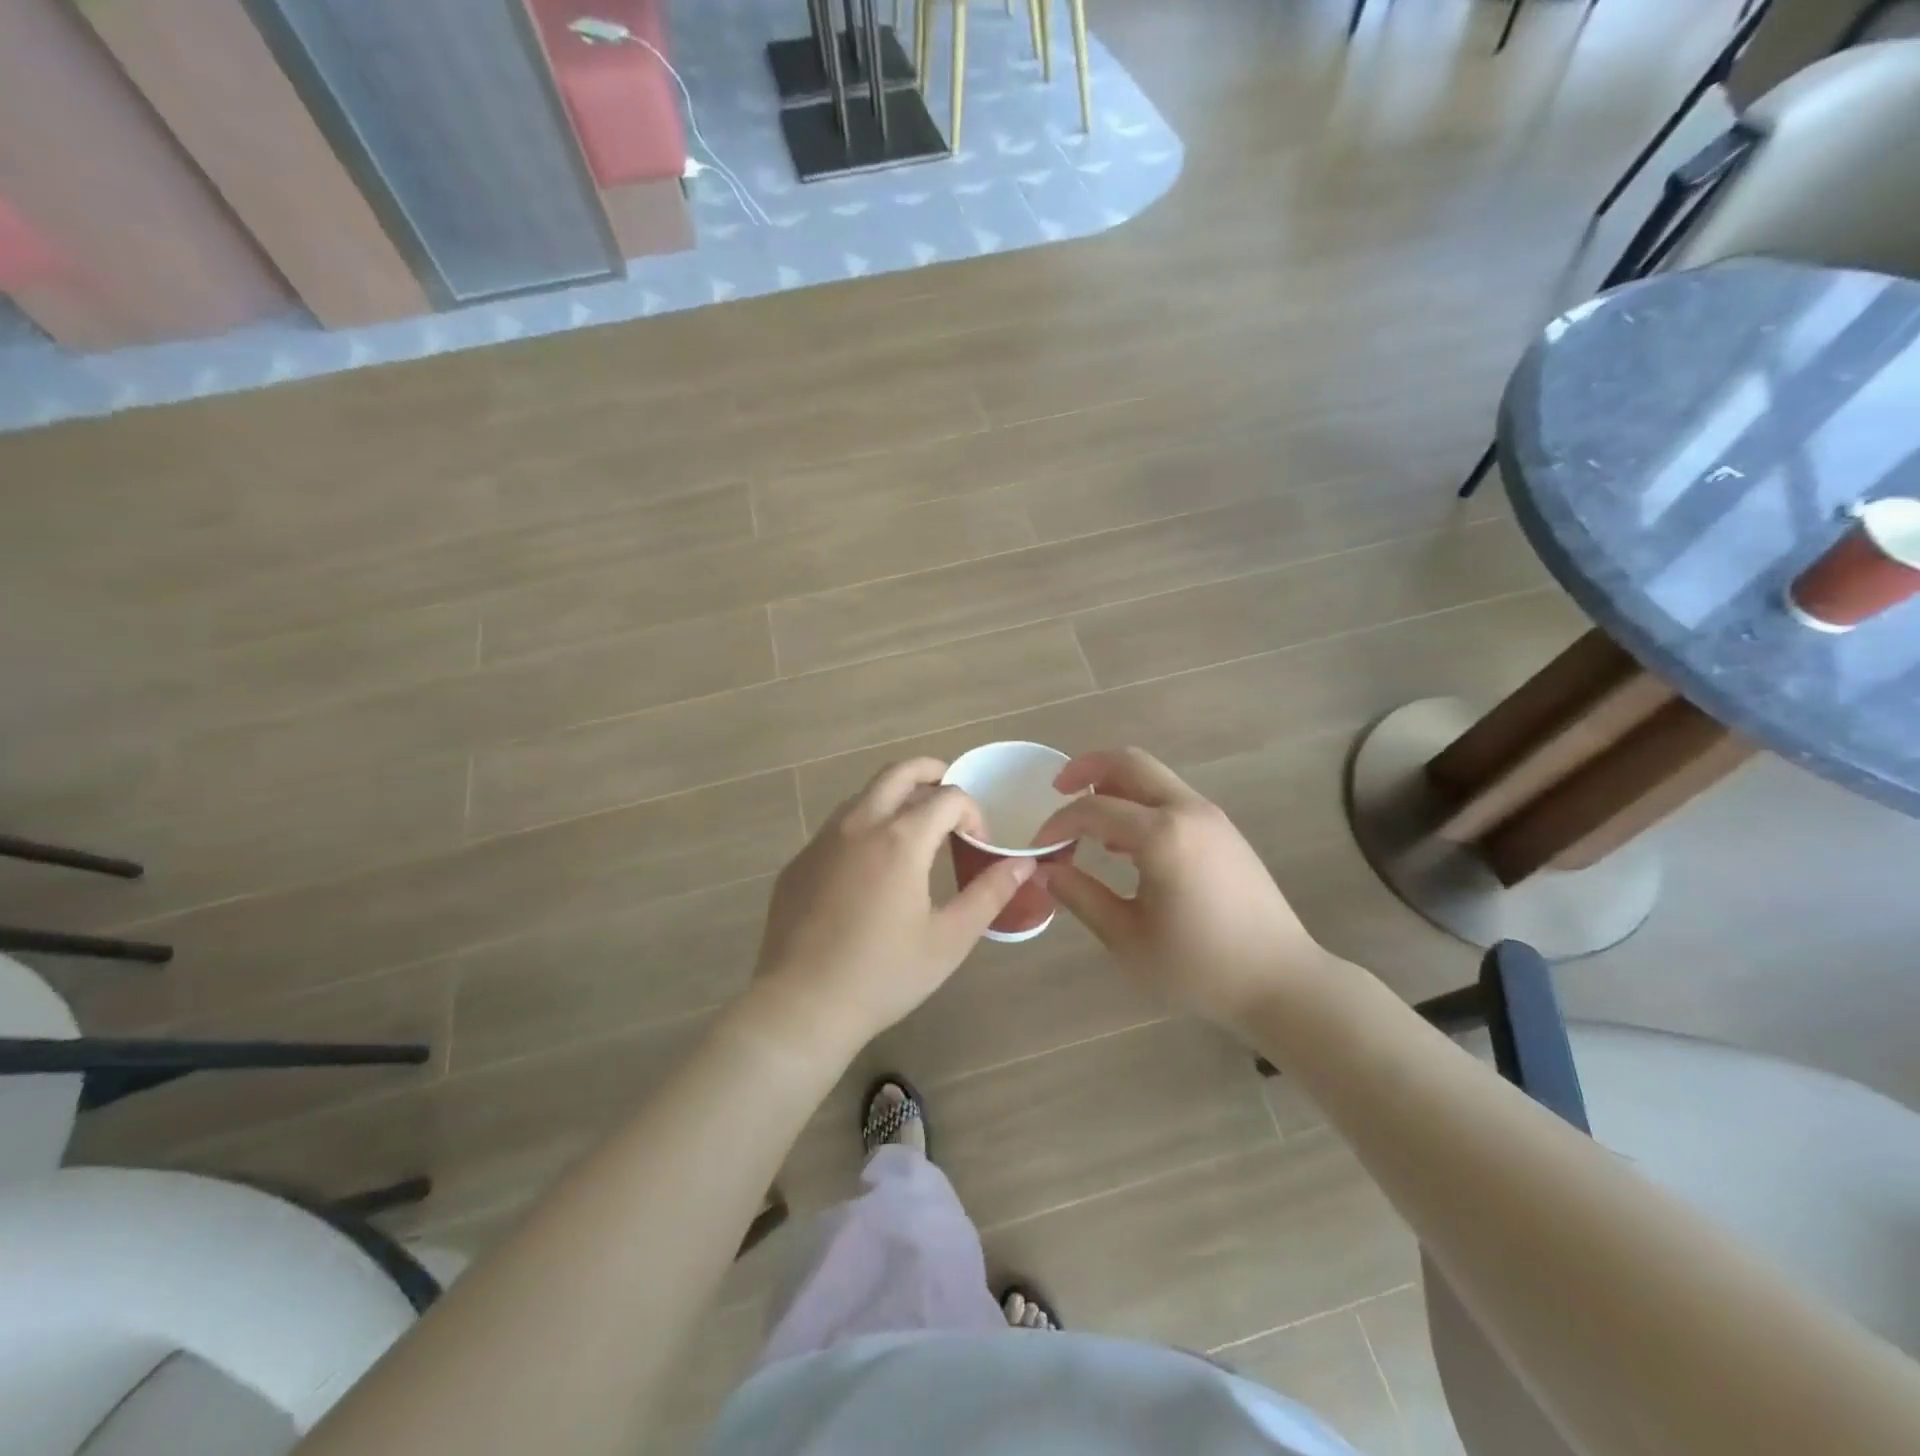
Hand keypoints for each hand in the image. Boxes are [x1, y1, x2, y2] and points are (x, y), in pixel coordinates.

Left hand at [746, 758, 1033, 1061]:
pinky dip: (864, 827)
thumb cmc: (884, 975)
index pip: (948, 798)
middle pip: (898, 772)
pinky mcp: (799, 862)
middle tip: (950, 797)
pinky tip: (871, 868)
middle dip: (932, 773)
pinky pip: (837, 827)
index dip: (973, 813)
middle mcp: (859, 825)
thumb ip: (989, 894)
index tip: (979, 845)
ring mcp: (822, 841)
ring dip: (895, 797)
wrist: (802, 1006)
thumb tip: (1023, 864)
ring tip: (915, 829)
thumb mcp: (949, 939)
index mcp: (900, 839)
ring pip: (864, 795)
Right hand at [1035, 748, 1329, 1030]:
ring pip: (1153, 777)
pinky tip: (1125, 846)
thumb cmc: (1200, 968)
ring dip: (1115, 786)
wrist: (1282, 982)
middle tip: (1056, 790)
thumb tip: (1045, 871)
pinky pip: (1171, 798)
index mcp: (1162, 836)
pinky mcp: (1223, 831)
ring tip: (1087, 821)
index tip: (1038, 847)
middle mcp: (1187, 811)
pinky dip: (1140, 803)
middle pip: (1129, 762)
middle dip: (1086, 768)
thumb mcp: (1128, 939)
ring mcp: (1211, 817)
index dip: (1058, 823)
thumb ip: (1081, 897)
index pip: (1093, 809)